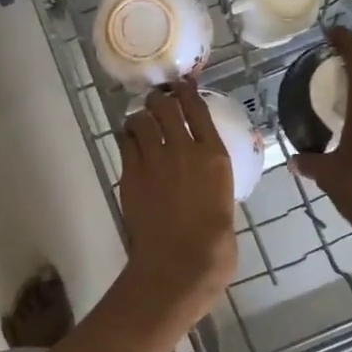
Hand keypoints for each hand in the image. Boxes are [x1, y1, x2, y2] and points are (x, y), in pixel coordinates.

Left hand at [115, 80, 237, 332]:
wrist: (179, 265)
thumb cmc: (214, 245)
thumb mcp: (224, 201)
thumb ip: (212, 178)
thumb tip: (203, 173)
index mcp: (213, 155)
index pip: (197, 108)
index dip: (186, 92)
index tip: (181, 85)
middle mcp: (183, 148)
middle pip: (165, 107)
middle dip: (159, 99)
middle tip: (157, 101)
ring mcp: (154, 160)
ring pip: (142, 120)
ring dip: (141, 117)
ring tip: (141, 121)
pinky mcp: (130, 174)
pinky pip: (126, 143)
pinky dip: (128, 138)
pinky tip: (130, 142)